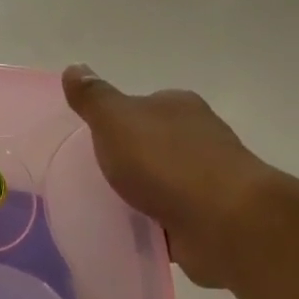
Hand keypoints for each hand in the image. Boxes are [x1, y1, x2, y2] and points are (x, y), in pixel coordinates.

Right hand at [62, 66, 275, 286]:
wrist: (224, 222)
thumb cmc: (166, 162)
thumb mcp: (116, 121)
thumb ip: (93, 98)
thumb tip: (73, 67)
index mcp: (178, 107)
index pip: (144, 105)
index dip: (118, 119)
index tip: (93, 140)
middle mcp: (198, 137)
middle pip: (154, 142)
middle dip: (129, 157)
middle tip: (94, 174)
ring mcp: (208, 178)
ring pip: (164, 180)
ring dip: (143, 191)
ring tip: (108, 205)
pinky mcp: (210, 216)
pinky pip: (171, 215)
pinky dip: (154, 222)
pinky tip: (132, 230)